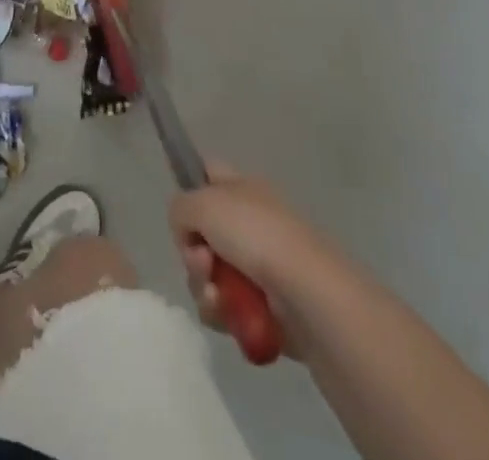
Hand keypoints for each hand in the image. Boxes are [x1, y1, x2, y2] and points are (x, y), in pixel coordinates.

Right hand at [169, 163, 333, 357]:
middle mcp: (250, 222)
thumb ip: (180, 208)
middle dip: (192, 252)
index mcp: (241, 187)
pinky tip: (227, 315)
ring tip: (215, 295)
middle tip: (201, 261)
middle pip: (202, 233)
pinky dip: (221, 313)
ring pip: (210, 274)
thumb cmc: (256, 235)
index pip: (207, 173)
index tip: (183, 214)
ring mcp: (259, 265)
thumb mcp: (204, 204)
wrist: (308, 296)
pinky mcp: (265, 307)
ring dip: (204, 286)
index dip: (190, 188)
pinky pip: (227, 308)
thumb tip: (185, 229)